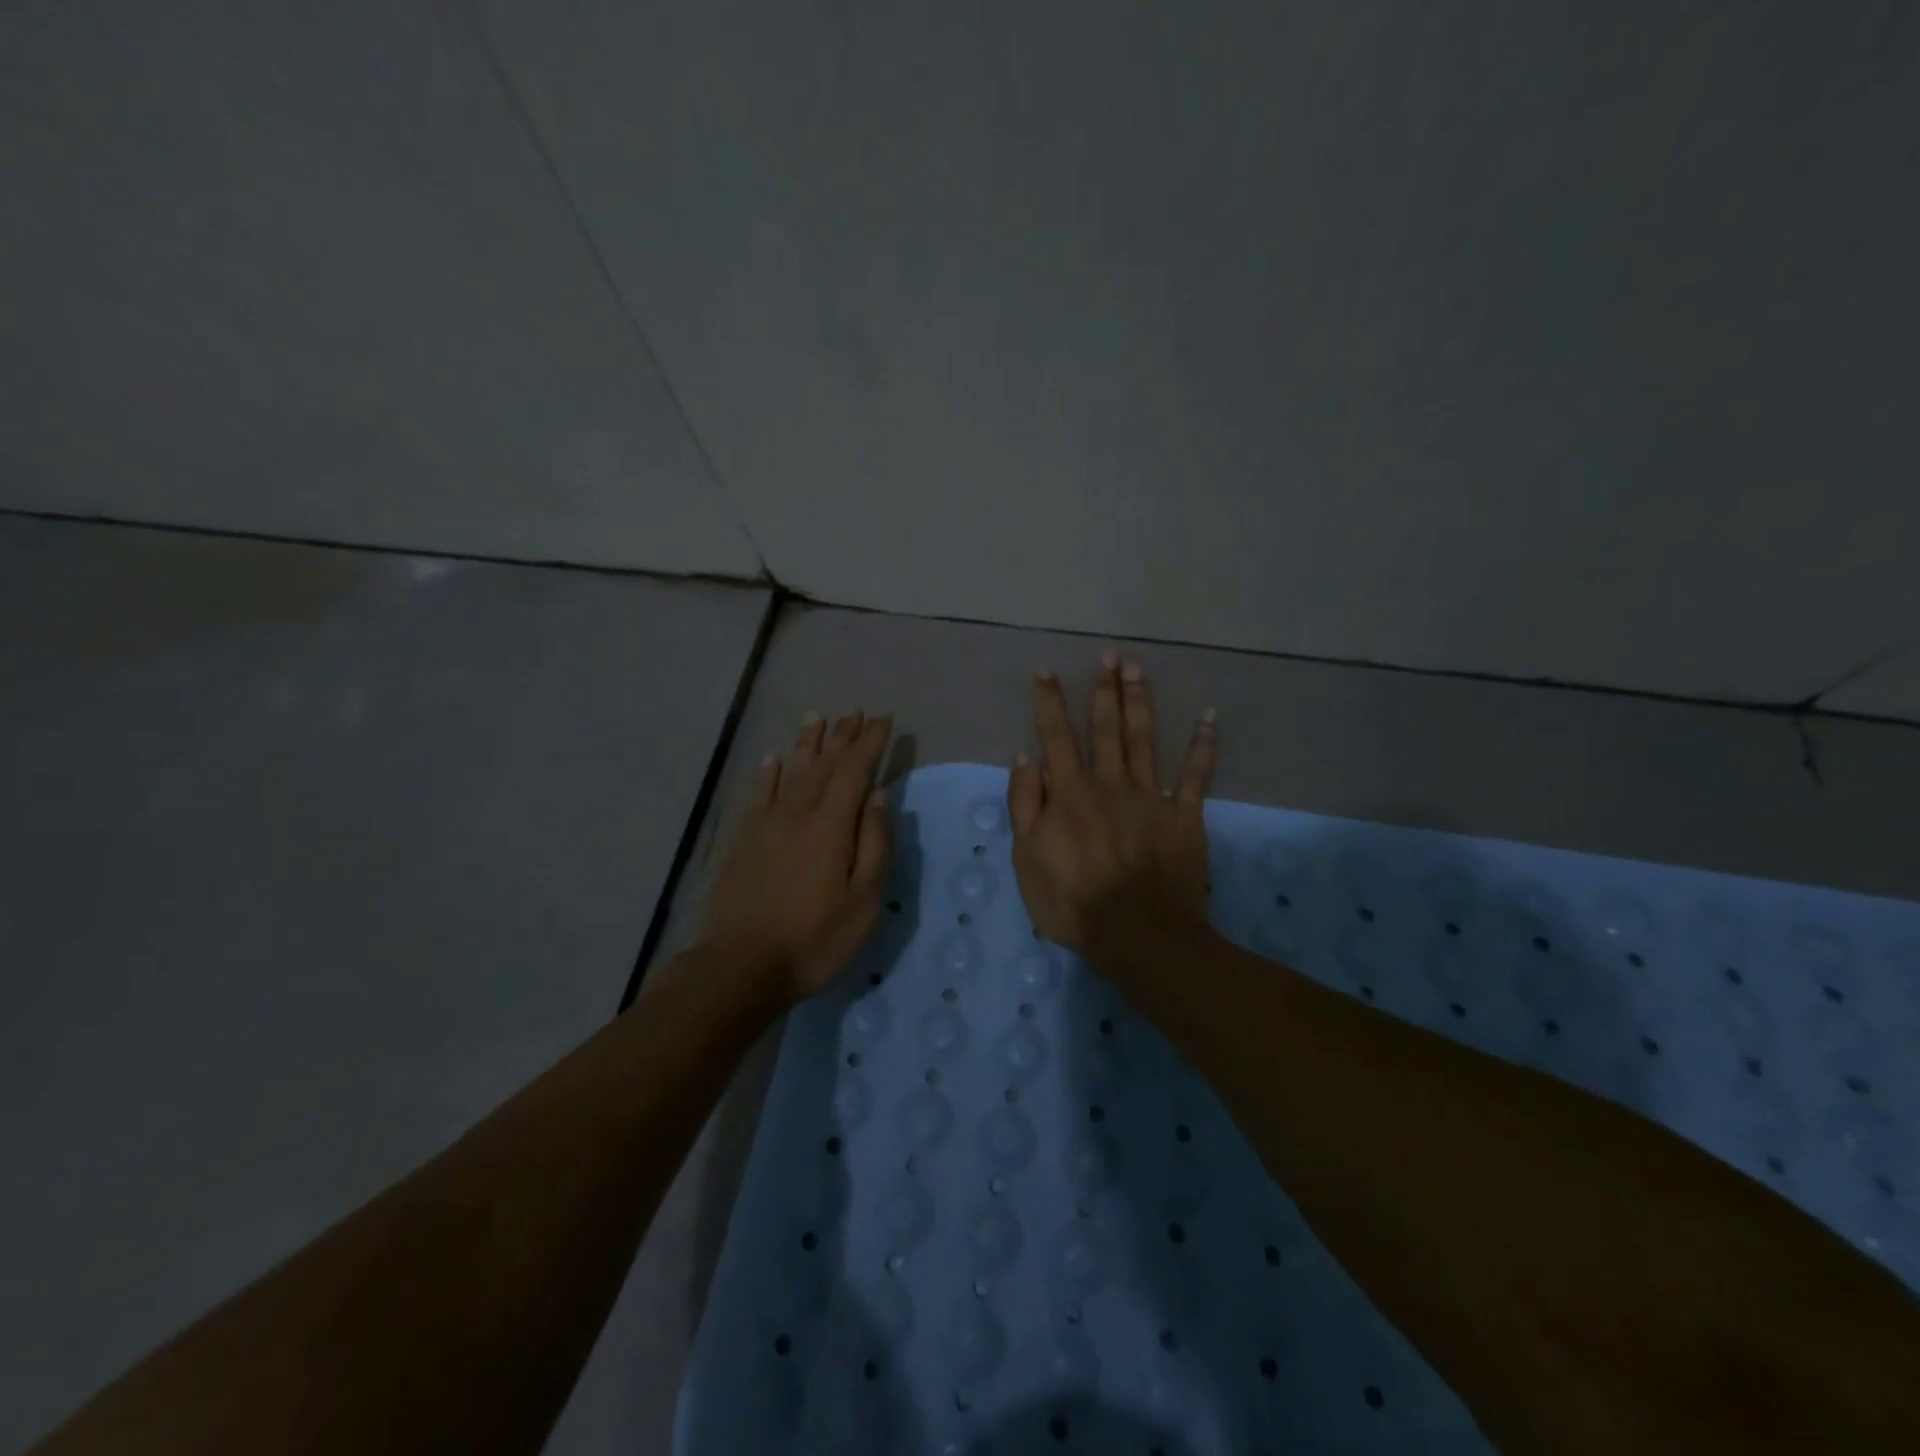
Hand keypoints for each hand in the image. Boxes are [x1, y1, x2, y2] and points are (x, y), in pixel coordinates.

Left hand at [702, 710, 892, 1005]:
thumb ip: (874, 844)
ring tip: (817, 717)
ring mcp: (765, 825)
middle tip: (855, 712)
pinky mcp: (742, 841)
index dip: (870, 744)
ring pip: (790, 772)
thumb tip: (878, 796)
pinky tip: (772, 758)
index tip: (883, 721)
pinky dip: (767, 773)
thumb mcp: (863, 901)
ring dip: (806, 743)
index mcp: (831, 826)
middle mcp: (797, 814)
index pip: (854, 771)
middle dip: (841, 736)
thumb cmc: (814, 939)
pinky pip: (757, 795)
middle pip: (823, 764)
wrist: (740, 966)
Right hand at [1008, 655, 1216, 962]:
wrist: (1139, 935)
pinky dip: (1203, 745)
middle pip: (1106, 728)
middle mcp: (1110, 783)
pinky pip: (1195, 775)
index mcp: (1070, 794)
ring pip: (1144, 739)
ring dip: (1140, 702)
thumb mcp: (1027, 859)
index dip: (1049, 703)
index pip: (1055, 737)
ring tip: (1138, 669)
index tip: (1046, 672)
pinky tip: (1208, 717)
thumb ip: (1025, 805)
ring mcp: (1150, 797)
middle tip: (1109, 655)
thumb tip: (1025, 759)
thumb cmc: (1073, 902)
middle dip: (1104, 690)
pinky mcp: (1184, 816)